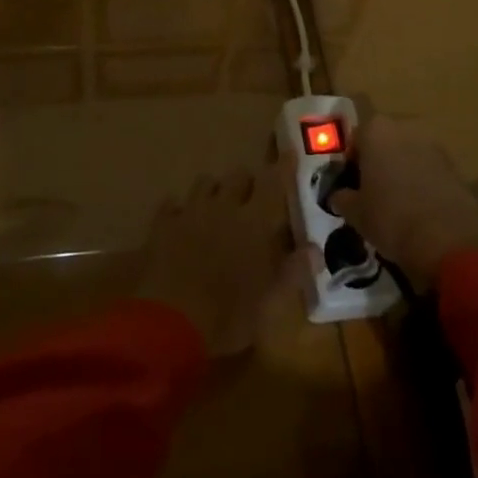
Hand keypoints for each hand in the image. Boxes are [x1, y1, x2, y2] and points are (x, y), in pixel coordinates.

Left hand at [136, 169, 296, 356]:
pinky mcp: (162, 226)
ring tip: (217, 208)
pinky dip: (179, 209)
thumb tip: (315, 251)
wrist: (168, 325)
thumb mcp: (269, 302)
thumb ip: (293, 272)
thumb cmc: (228, 316)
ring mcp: (190, 212)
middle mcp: (224, 207)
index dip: (283, 167)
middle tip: (252, 200)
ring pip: (205, 183)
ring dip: (215, 191)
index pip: (274, 183)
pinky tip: (181, 222)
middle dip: (247, 183)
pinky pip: (172, 204)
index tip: (289, 152)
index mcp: (254, 222)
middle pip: (238, 176)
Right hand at [328, 119, 477, 289]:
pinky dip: (421, 181)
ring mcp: (433, 143)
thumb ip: (342, 198)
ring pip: (407, 154)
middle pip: (383, 142)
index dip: (350, 165)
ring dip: (401, 170)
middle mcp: (405, 126)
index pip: (354, 141)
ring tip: (397, 204)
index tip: (351, 188)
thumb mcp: (355, 212)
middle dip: (378, 163)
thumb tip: (338, 196)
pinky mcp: (454, 163)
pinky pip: (428, 168)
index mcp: (376, 130)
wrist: (447, 239)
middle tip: (372, 194)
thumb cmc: (390, 218)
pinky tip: (419, 208)